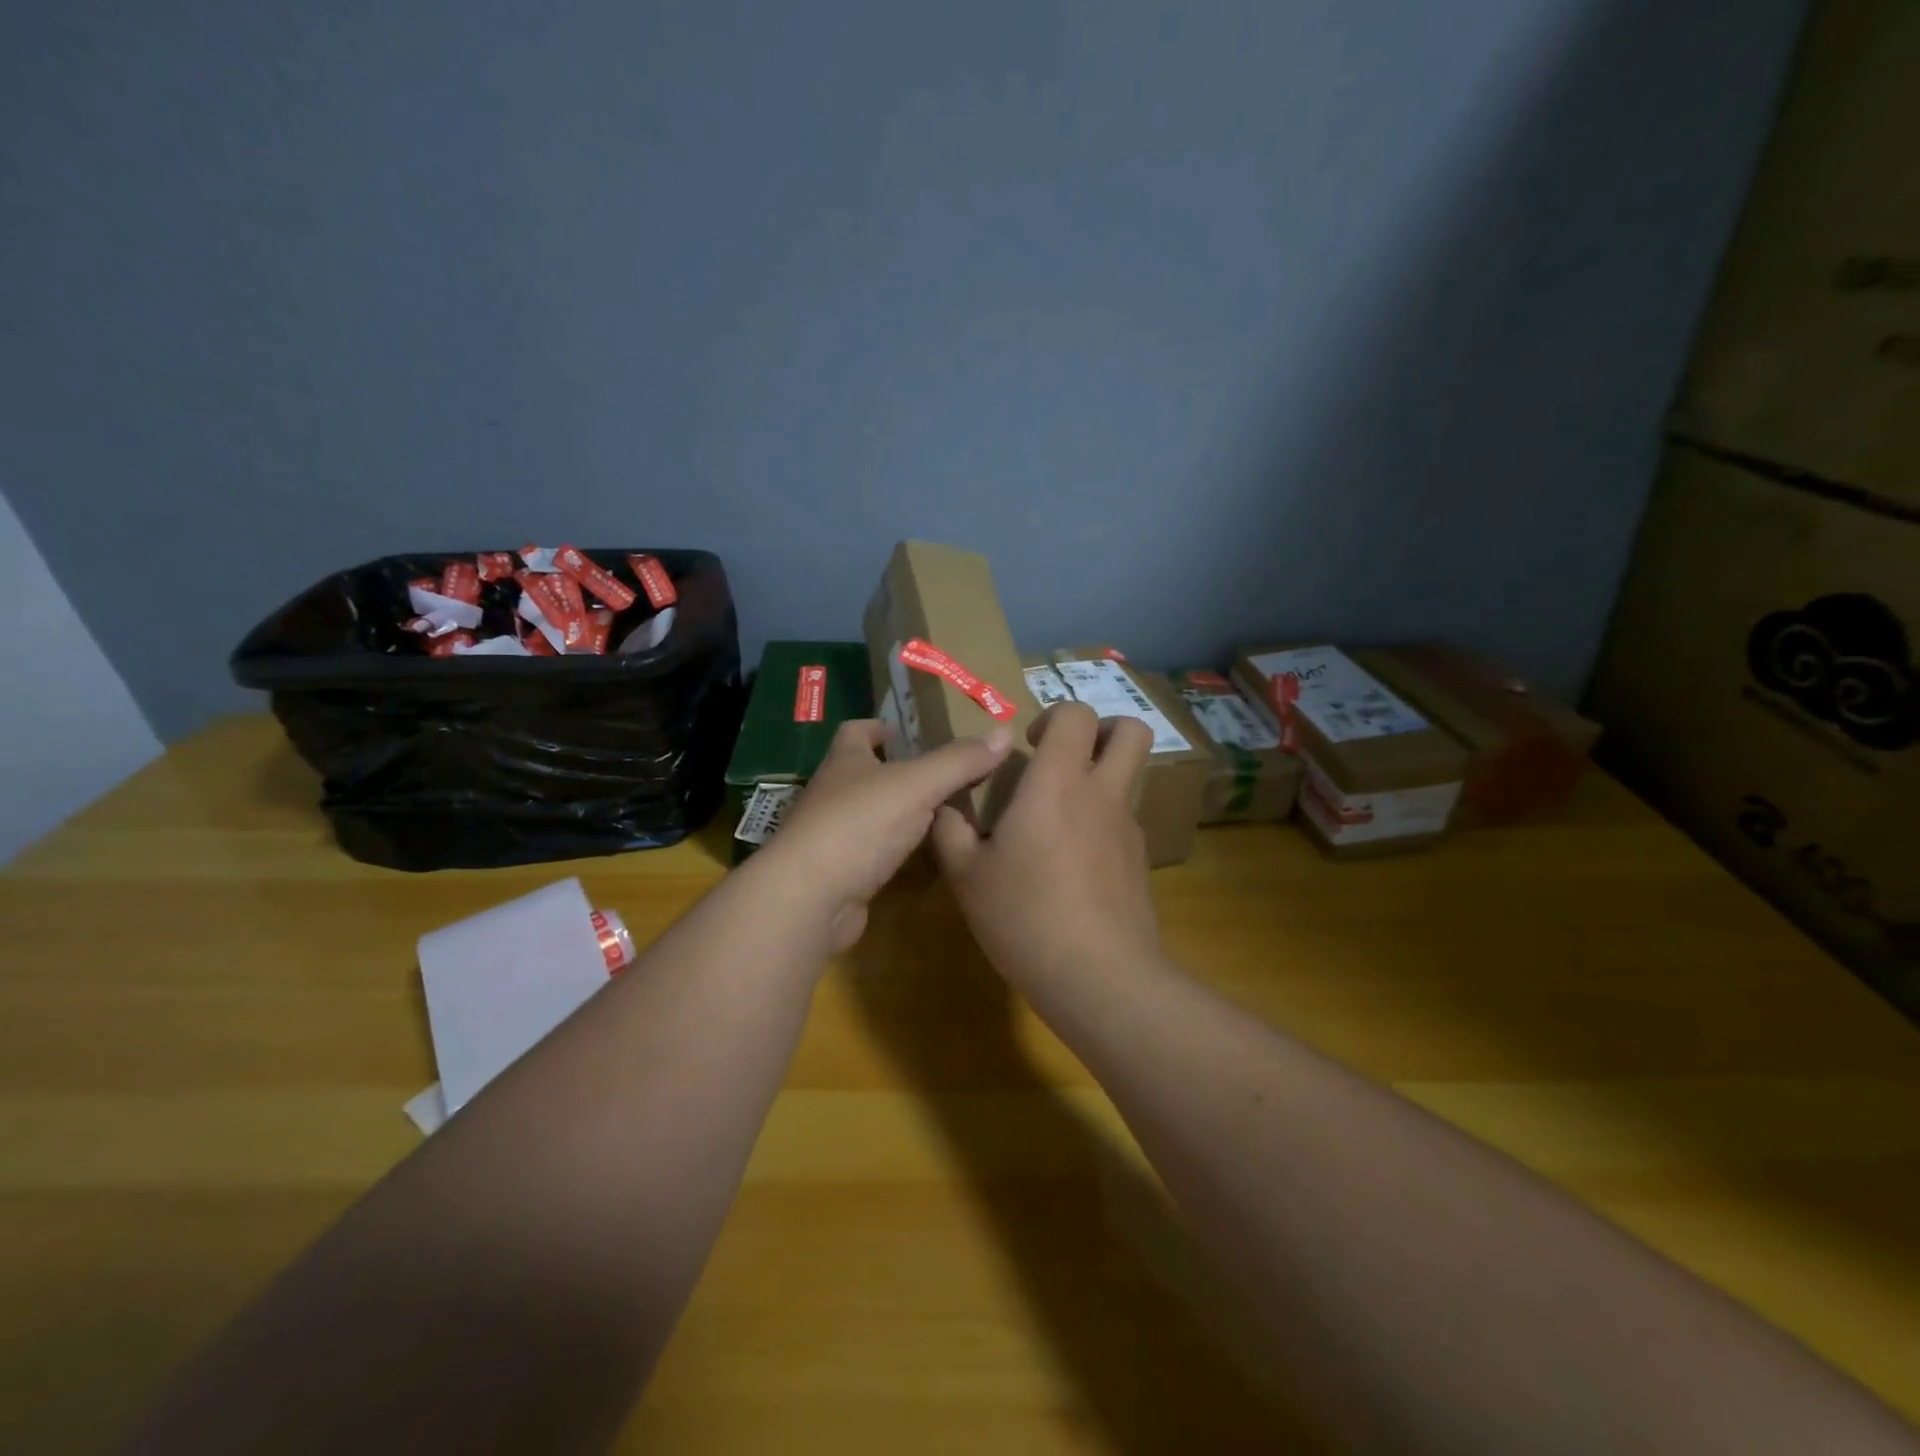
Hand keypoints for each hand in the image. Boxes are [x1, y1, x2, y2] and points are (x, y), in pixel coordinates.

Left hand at [759, 720, 1014, 952]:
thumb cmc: (859, 824)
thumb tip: (1003, 733)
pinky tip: (926, 860)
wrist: (811, 898)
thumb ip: (960, 761)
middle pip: (865, 774)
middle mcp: (833, 795)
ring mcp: (832, 837)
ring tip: (944, 815)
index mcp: (844, 762)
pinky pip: (873, 856)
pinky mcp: (840, 875)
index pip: (856, 732)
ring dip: (900, 815)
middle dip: (898, 772)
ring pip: (871, 817)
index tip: (907, 731)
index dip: (879, 727)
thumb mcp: (917, 785)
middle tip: (945, 775)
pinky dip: (896, 854)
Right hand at [932, 703, 1161, 986]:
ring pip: (1133, 775)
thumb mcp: (967, 876)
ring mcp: (1128, 828)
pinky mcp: (1140, 862)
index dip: (1054, 715)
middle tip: (1064, 756)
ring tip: (1062, 811)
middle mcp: (1102, 794)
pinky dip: (1103, 820)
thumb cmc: (1025, 917)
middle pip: (1132, 731)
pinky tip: (1073, 862)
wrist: (1099, 977)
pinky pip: (1126, 819)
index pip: (1076, 714)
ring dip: (1104, 774)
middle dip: (1104, 728)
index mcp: (1058, 783)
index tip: (1028, 746)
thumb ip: (950, 830)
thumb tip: (944, 804)